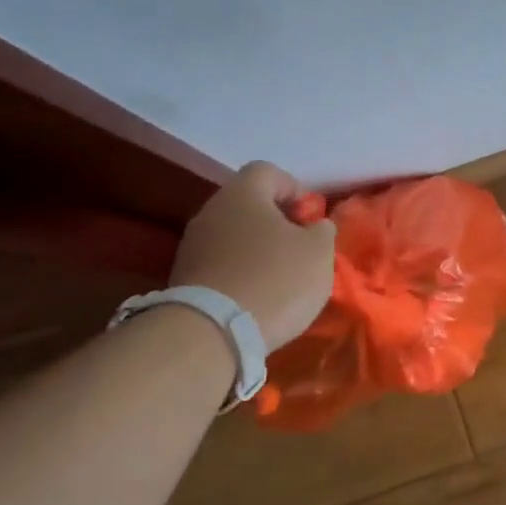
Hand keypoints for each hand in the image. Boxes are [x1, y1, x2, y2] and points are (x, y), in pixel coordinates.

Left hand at [169, 162, 335, 350]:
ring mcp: (192, 246)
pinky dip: (240, 274)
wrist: (213, 332)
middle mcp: (210, 211)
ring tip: (279, 279)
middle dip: (276, 223)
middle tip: (299, 250)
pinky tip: (256, 298)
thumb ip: (322, 231)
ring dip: (257, 250)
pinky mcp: (183, 278)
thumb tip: (314, 226)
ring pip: (233, 236)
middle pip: (248, 205)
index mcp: (242, 194)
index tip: (310, 220)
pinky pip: (220, 264)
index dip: (295, 190)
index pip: (268, 171)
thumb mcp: (318, 252)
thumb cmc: (275, 280)